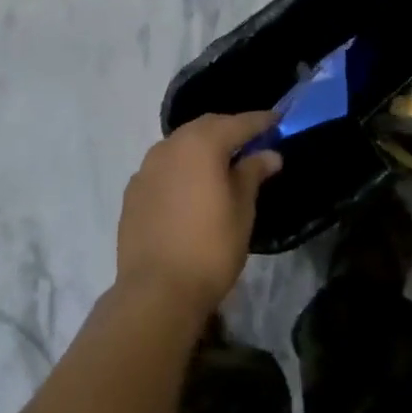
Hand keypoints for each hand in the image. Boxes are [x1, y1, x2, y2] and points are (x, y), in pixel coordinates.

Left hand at [116, 112, 281, 318]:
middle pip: (205, 127)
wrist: (156, 291)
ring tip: (222, 163)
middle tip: (252, 140)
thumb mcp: (242, 210)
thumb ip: (252, 174)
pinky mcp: (133, 191)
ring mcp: (146, 168)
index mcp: (201, 145)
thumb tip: (268, 153)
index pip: (237, 123)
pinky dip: (182, 167)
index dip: (260, 121)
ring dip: (202, 147)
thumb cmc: (210, 248)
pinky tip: (191, 187)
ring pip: (180, 145)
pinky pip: (163, 167)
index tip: (278, 121)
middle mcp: (169, 147)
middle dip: (229, 129)